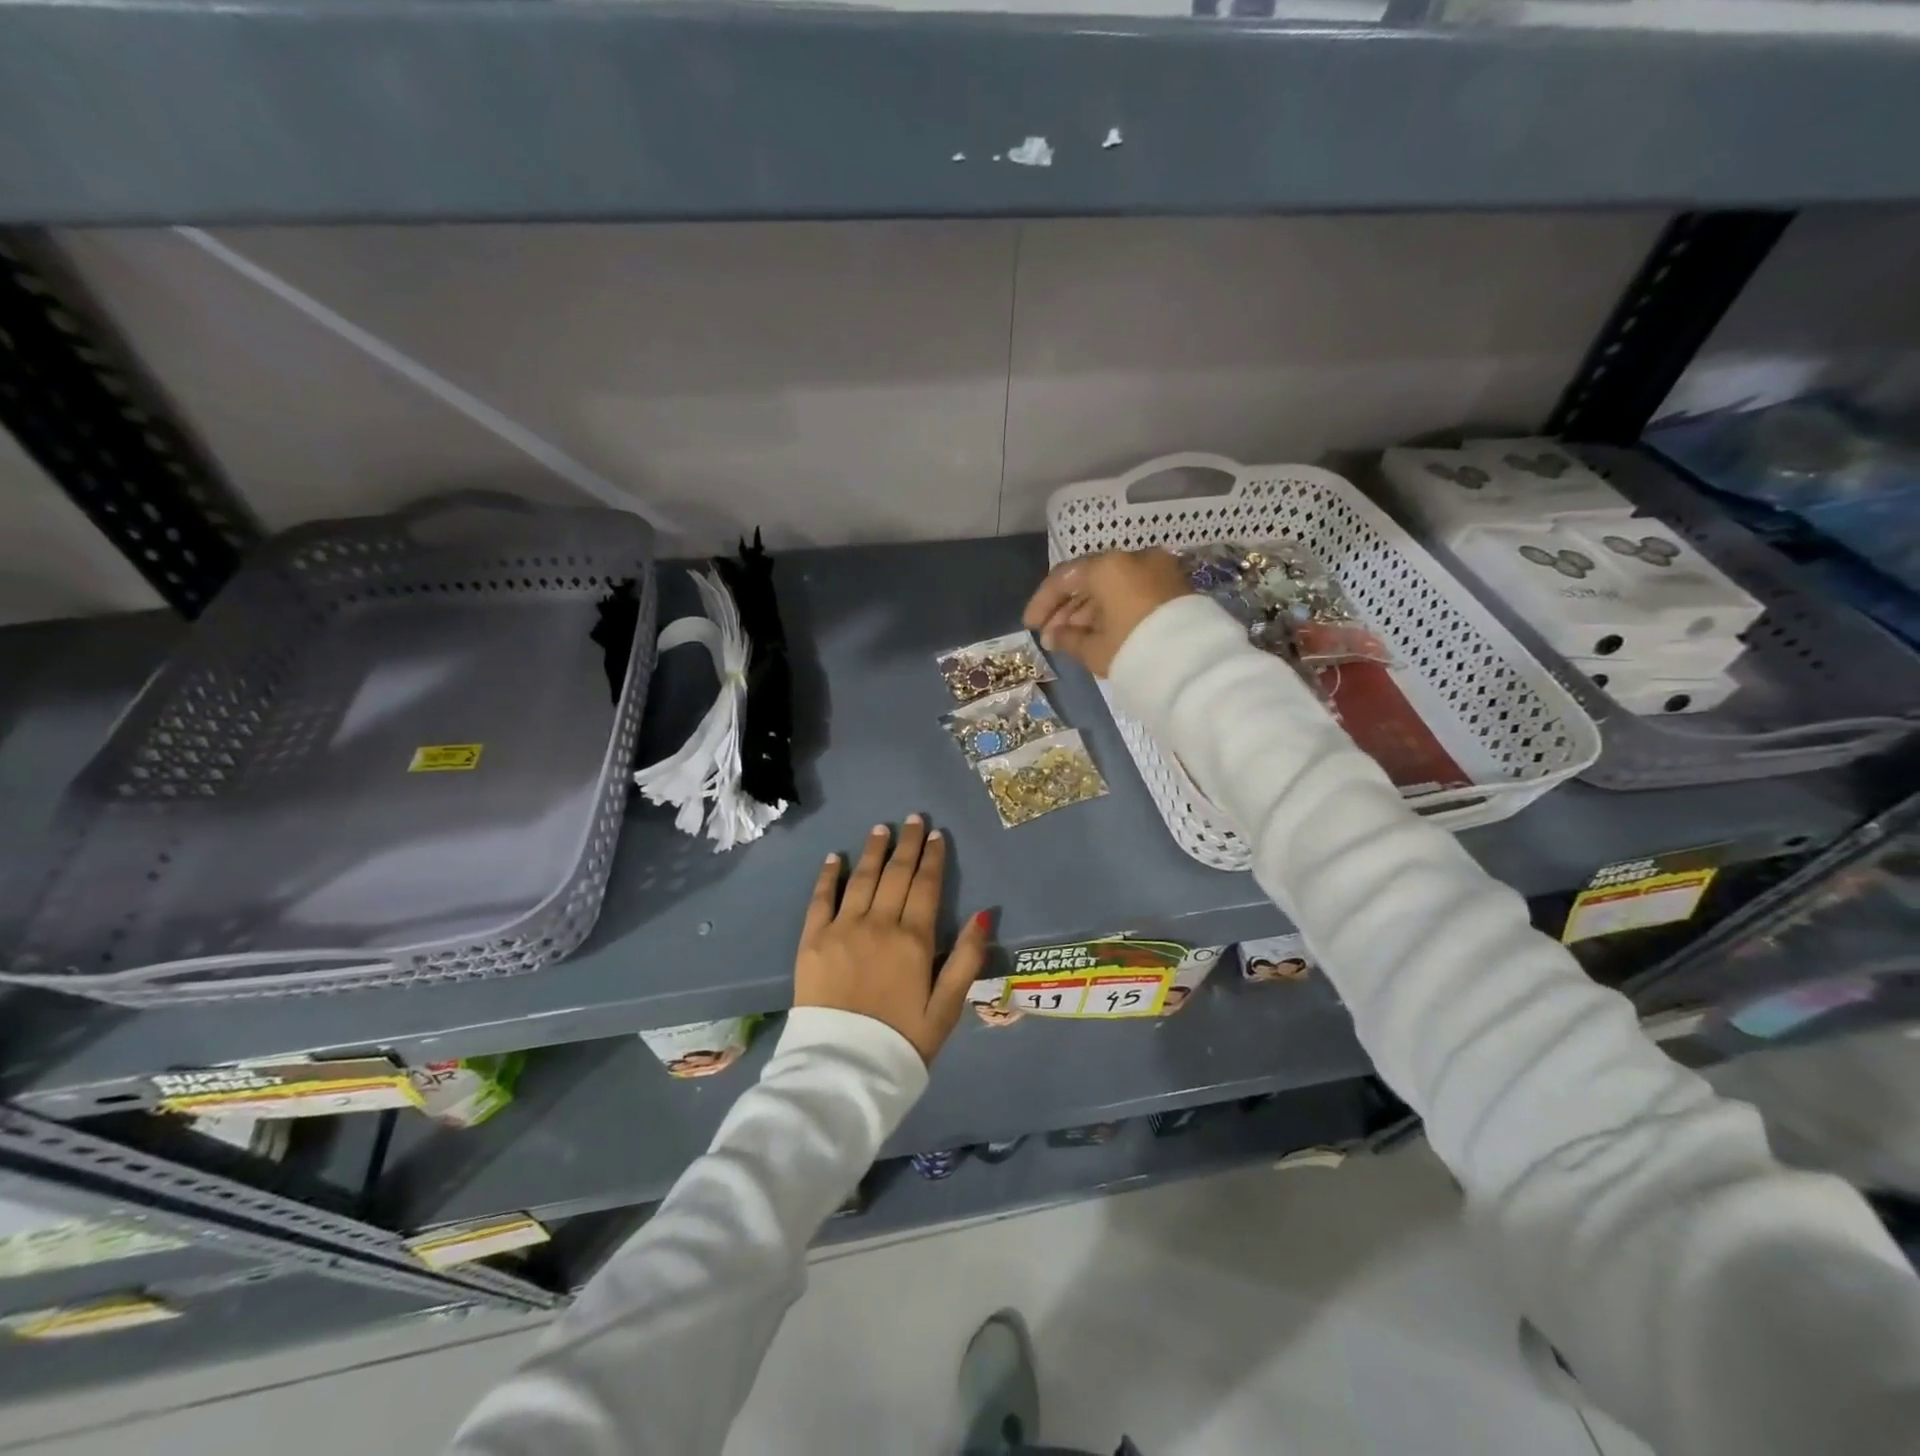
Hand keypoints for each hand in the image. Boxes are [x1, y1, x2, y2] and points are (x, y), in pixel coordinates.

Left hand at [794, 816, 990, 1064]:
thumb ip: (966, 960)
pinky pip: (821, 899)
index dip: (933, 858)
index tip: (936, 835)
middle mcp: (878, 925)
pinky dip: (828, 876)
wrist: (843, 1070)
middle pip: (896, 875)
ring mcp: (842, 929)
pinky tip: (834, 858)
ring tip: (881, 828)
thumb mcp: (947, 1008)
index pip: (927, 887)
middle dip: (907, 844)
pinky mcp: (812, 941)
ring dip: (872, 851)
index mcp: (913, 940)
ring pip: (861, 879)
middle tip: (913, 819)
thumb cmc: (902, 1042)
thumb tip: (984, 915)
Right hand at [1022, 548, 1192, 677]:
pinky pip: (1133, 591)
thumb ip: (1068, 639)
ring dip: (1089, 610)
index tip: (1030, 625)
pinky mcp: (1174, 586)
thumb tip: (1054, 636)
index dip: (1043, 603)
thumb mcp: (1094, 649)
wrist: (1195, 664)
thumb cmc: (1134, 650)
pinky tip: (1100, 632)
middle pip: (1089, 579)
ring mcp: (1157, 570)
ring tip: (1072, 639)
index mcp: (1108, 567)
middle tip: (1051, 636)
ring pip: (1113, 586)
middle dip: (1066, 608)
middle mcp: (1133, 558)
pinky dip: (1113, 608)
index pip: (1064, 578)